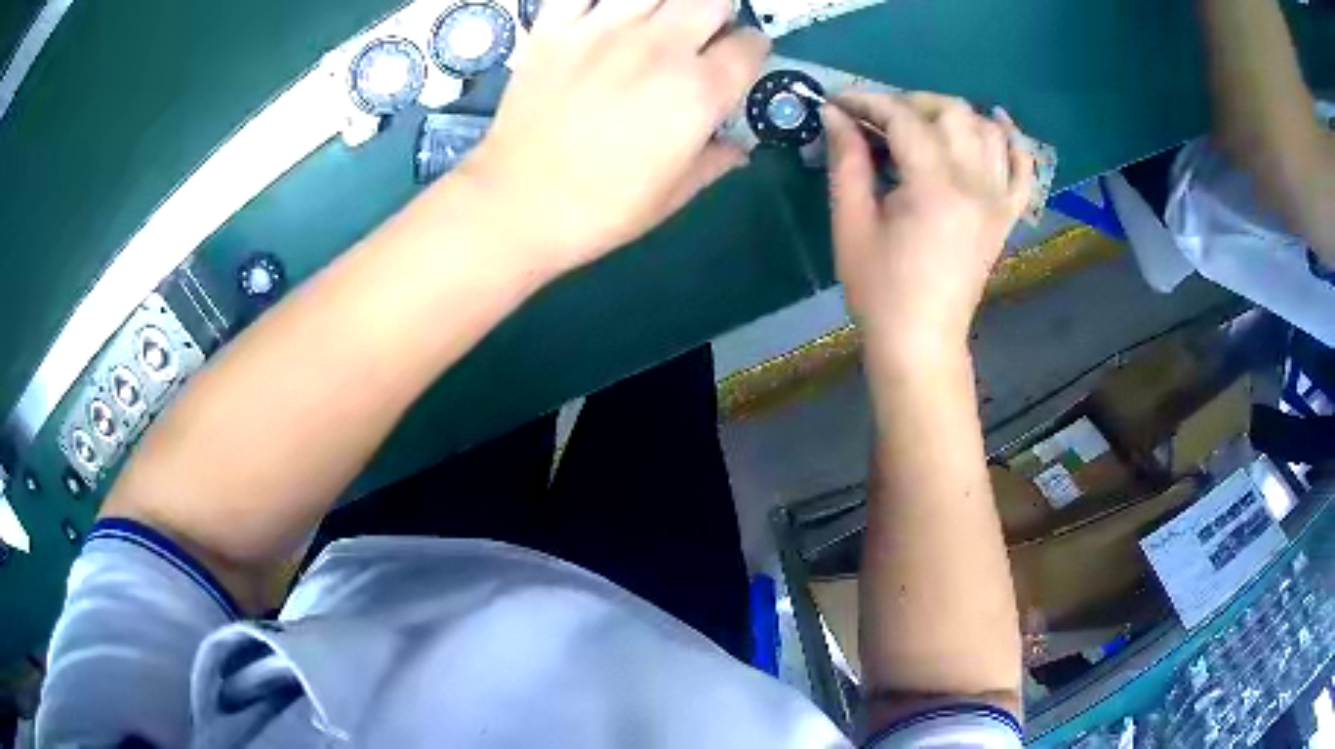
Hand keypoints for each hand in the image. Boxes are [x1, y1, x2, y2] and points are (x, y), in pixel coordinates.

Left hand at [456, 0, 768, 273]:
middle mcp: (661, 47)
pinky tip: (604, 16)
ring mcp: (604, 29)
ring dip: (667, 4)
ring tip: (653, 24)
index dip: (749, 52)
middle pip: (712, 0)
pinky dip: (601, 0)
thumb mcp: (673, 195)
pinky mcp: (555, 26)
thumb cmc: (602, 209)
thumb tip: (737, 148)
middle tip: (696, 39)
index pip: (750, 44)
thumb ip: (714, 160)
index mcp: (699, 91)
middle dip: (715, 17)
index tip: (735, 63)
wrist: (517, 205)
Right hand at [823, 93, 1035, 358]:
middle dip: (910, 102)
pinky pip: (1023, 168)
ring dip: (953, 114)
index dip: (867, 101)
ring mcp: (998, 200)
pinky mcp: (1007, 215)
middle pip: (952, 112)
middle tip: (879, 119)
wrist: (922, 340)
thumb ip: (847, 162)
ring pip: (987, 130)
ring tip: (922, 124)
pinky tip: (998, 121)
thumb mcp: (851, 225)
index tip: (838, 101)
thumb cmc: (879, 290)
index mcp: (934, 189)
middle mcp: (975, 185)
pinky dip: (1014, 140)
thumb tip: (835, 115)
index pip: (904, 119)